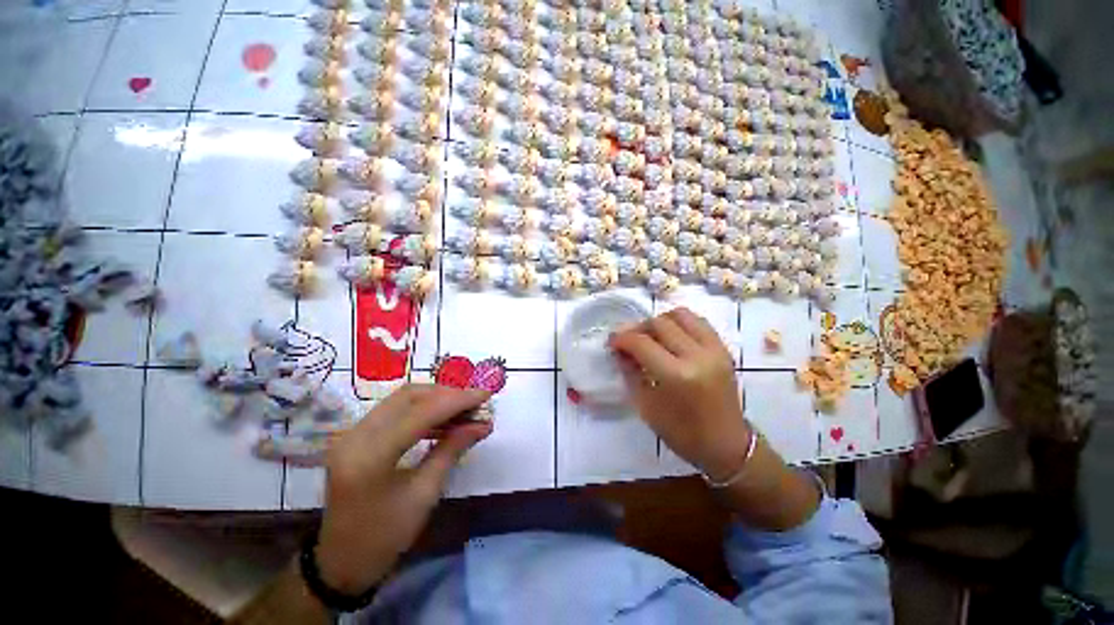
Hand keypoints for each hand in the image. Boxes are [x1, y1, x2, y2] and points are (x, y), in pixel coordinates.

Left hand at [314, 384, 491, 594]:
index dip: (458, 400)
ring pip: (402, 398)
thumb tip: (482, 424)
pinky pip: (395, 410)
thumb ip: (452, 450)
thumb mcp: (424, 494)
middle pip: (409, 396)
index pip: (421, 413)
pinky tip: (442, 420)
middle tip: (475, 403)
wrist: (340, 562)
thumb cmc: (384, 537)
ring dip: (436, 399)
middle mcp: (356, 436)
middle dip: (447, 394)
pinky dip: (422, 409)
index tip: (486, 395)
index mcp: (370, 457)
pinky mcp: (355, 435)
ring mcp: (352, 433)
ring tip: (464, 410)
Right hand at [609, 307, 751, 481]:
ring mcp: (714, 350)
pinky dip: (680, 322)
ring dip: (659, 321)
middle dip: (637, 328)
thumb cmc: (682, 433)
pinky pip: (698, 321)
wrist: (727, 445)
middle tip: (628, 340)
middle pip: (659, 323)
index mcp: (677, 376)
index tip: (612, 342)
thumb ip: (630, 373)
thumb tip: (619, 351)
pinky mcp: (724, 349)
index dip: (621, 339)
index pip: (641, 343)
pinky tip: (671, 335)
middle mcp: (697, 356)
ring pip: (680, 315)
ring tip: (650, 335)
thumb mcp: (647, 406)